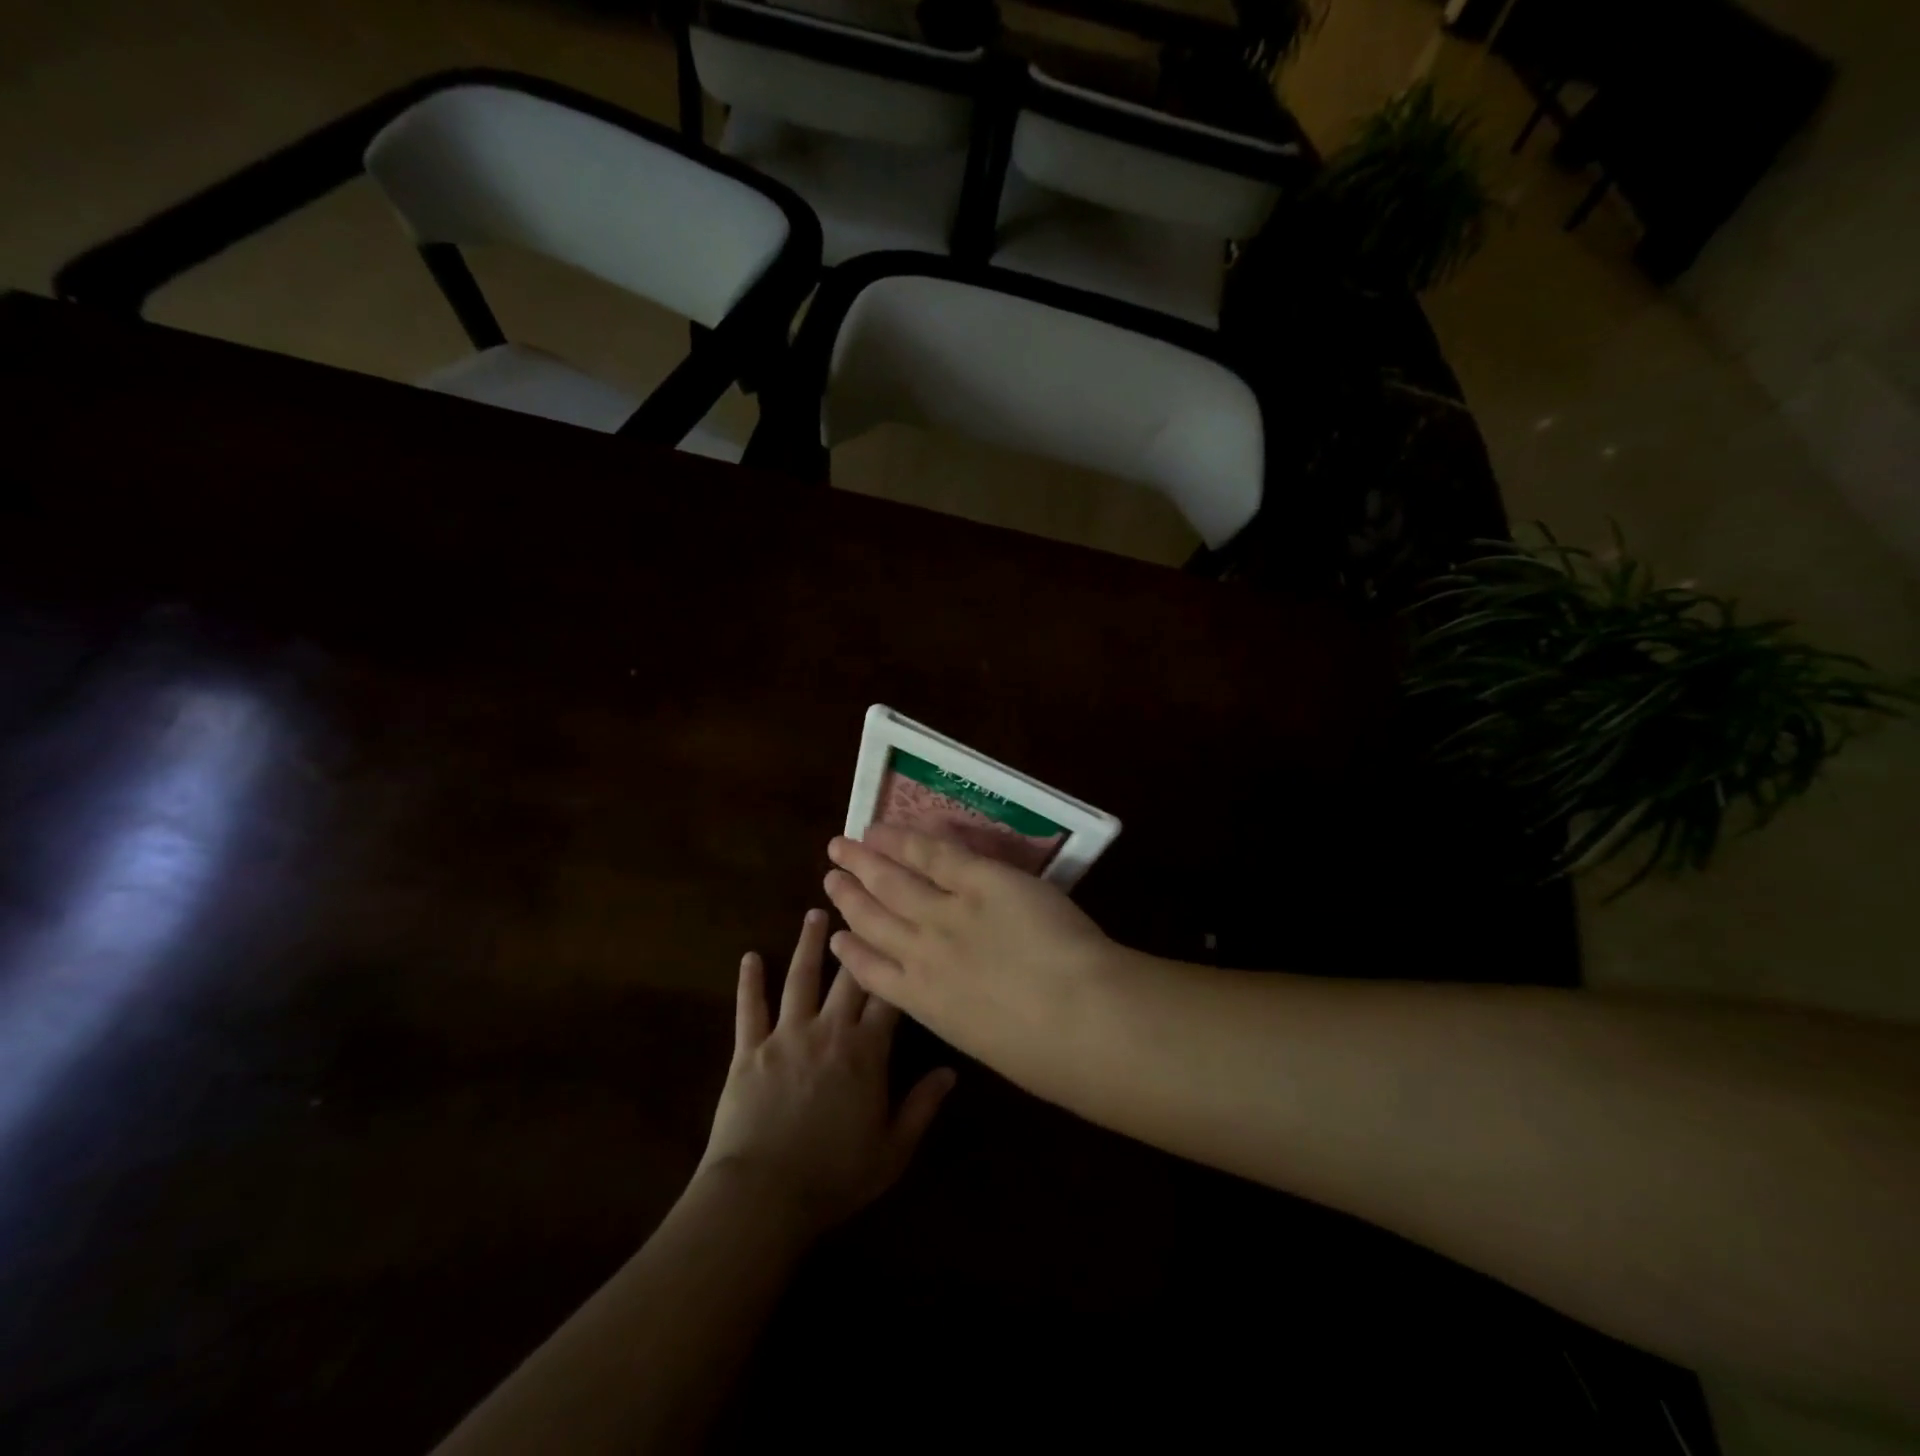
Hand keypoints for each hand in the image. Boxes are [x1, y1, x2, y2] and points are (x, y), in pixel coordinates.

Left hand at [698, 909, 954, 1236]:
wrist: (763, 1195)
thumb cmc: (834, 1176)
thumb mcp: (893, 1150)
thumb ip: (923, 1106)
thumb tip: (952, 1071)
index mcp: (866, 1052)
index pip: (889, 997)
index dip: (897, 964)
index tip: (903, 932)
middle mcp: (828, 1030)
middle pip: (847, 977)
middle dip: (857, 940)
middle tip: (861, 906)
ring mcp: (786, 1035)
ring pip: (801, 979)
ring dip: (809, 945)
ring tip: (816, 915)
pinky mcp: (749, 1050)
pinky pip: (750, 1009)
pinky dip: (750, 982)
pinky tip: (749, 957)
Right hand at [822, 826, 1125, 1093]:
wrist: (1077, 1018)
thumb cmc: (1044, 1056)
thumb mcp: (989, 1043)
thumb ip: (969, 1016)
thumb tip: (969, 1008)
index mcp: (925, 1003)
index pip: (874, 974)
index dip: (851, 952)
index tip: (836, 938)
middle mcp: (922, 954)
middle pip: (873, 918)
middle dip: (848, 896)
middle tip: (830, 876)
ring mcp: (947, 913)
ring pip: (893, 882)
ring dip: (865, 863)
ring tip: (843, 848)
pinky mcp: (980, 880)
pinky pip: (935, 854)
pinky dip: (905, 840)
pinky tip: (883, 832)